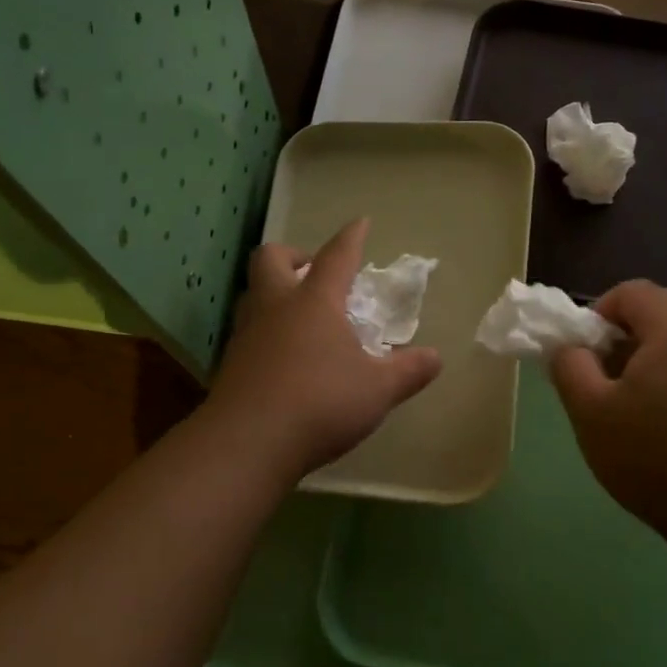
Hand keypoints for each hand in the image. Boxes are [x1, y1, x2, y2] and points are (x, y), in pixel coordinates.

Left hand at [206, 219, 441, 481]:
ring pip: (253, 293)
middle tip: (314, 271)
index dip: (351, 237)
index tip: (360, 223)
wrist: (248, 443)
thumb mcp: (377, 390)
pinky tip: (282, 355)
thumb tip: (435, 358)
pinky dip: (266, 329)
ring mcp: (247, 333)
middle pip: (273, 258)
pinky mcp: (231, 363)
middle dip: (294, 254)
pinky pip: (247, 330)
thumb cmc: (320, 404)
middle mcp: (276, 307)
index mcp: (315, 302)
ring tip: (299, 313)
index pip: (336, 256)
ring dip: (274, 291)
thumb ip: (408, 371)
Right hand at [550, 281, 666, 551]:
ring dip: (648, 363)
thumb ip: (569, 367)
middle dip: (622, 340)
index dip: (597, 315)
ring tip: (632, 410)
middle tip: (604, 381)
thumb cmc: (654, 455)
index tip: (585, 356)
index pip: (630, 292)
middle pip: (658, 313)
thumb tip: (571, 348)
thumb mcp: (590, 411)